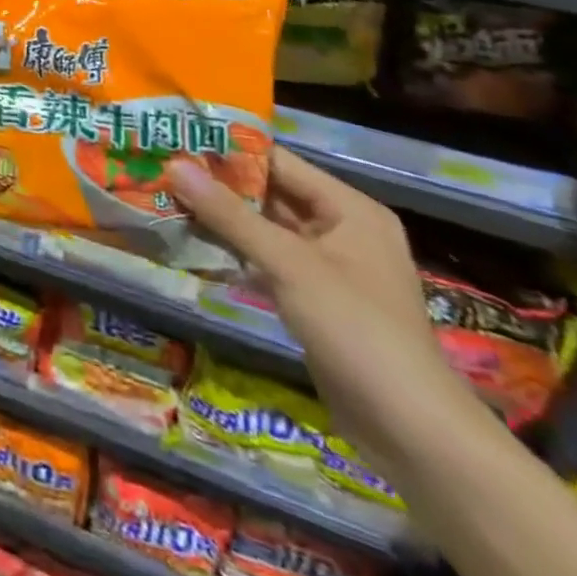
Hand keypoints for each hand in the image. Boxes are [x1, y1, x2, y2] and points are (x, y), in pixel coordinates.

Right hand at [166, 148, 471, 466]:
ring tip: (168, 198)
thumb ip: (229, 215)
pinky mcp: (315, 300)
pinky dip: (236, 251)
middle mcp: (342, 230)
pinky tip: (194, 243)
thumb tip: (174, 165)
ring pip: (266, 229)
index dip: (229, 151)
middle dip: (219, 186)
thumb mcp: (288, 264)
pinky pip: (268, 261)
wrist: (413, 435)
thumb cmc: (356, 330)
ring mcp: (329, 268)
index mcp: (349, 209)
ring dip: (223, 219)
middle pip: (271, 194)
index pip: (279, 162)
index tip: (178, 141)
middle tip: (163, 169)